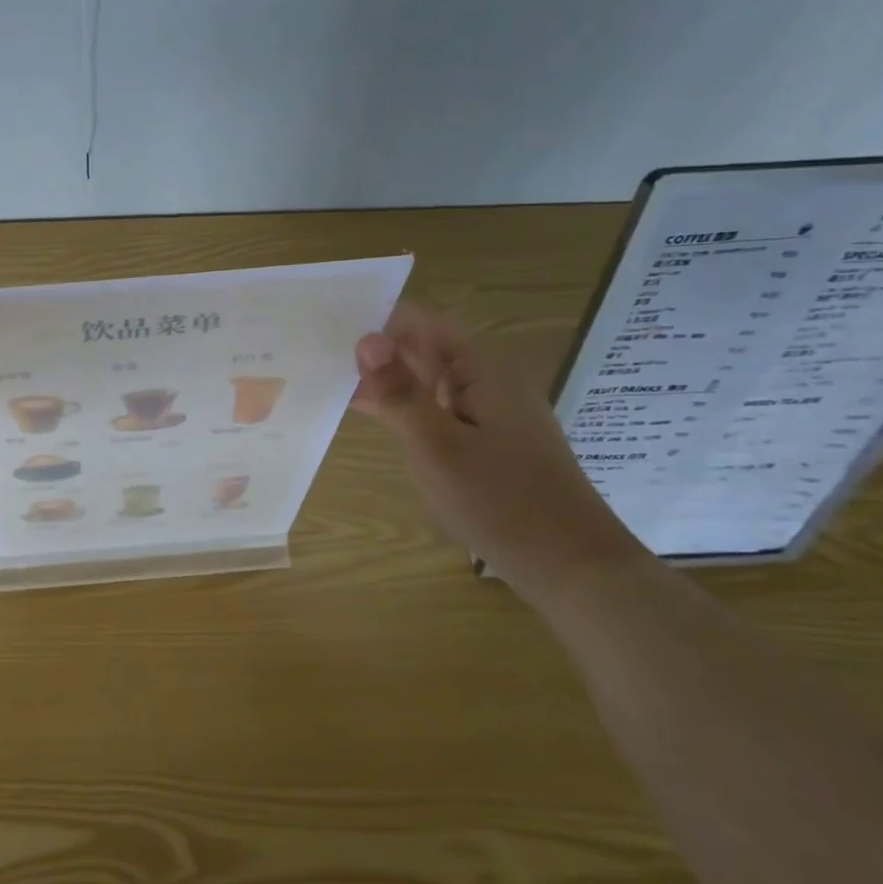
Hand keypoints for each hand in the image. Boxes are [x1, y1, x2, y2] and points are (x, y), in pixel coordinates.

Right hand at [350, 300, 643, 588]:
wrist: (570, 565)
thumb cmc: (499, 501)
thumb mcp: (436, 446)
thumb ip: (398, 392)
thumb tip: (364, 337)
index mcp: (481, 368)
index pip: (419, 320)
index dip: (374, 318)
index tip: (324, 327)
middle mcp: (487, 378)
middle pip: (422, 347)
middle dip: (374, 348)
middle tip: (313, 352)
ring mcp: (489, 409)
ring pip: (426, 378)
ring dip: (384, 378)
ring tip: (328, 378)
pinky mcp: (487, 438)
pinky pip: (436, 406)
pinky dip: (403, 406)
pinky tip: (369, 415)